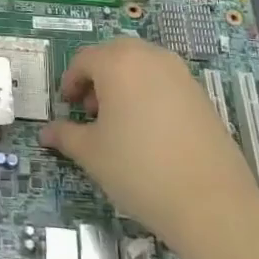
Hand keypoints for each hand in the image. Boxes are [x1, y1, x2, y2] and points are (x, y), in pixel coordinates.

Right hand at [40, 37, 255, 251]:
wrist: (212, 203)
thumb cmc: (139, 170)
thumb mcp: (92, 154)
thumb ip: (66, 136)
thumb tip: (47, 133)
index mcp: (119, 62)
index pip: (84, 60)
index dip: (71, 81)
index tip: (68, 107)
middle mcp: (150, 57)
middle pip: (115, 55)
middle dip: (98, 78)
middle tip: (92, 112)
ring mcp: (181, 74)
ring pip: (142, 66)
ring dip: (125, 84)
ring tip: (121, 123)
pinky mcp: (202, 95)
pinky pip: (165, 82)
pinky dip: (150, 95)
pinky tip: (150, 132)